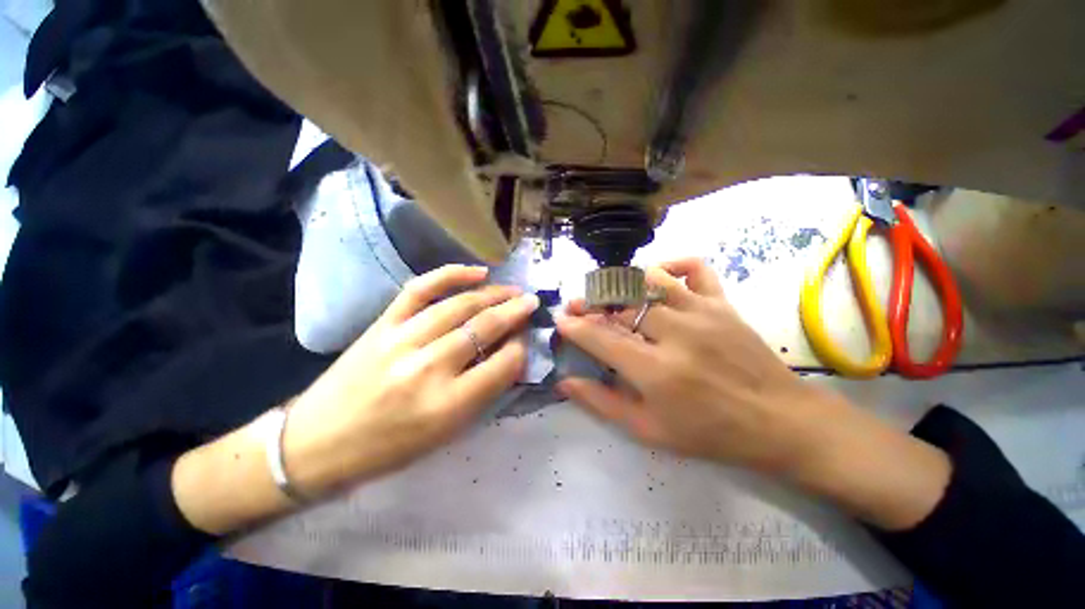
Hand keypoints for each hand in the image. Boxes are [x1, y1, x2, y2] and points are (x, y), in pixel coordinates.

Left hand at [284, 264, 538, 496]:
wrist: (316, 443)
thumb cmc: (388, 449)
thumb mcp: (446, 433)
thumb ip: (482, 393)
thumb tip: (508, 356)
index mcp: (446, 405)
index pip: (503, 365)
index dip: (520, 349)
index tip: (525, 341)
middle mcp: (428, 367)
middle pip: (484, 328)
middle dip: (516, 312)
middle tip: (532, 303)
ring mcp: (402, 339)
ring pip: (460, 305)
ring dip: (494, 294)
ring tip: (513, 291)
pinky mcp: (383, 324)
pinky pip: (421, 289)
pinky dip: (452, 275)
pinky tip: (477, 272)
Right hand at [556, 258, 843, 473]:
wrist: (780, 422)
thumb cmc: (709, 433)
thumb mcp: (649, 431)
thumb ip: (602, 403)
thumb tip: (565, 382)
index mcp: (655, 371)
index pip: (600, 338)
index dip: (574, 327)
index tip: (560, 321)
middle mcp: (676, 334)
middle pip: (620, 305)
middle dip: (591, 304)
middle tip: (578, 307)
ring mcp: (702, 312)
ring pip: (649, 280)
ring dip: (621, 284)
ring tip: (610, 295)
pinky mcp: (722, 303)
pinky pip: (694, 268)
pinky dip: (671, 265)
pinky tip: (656, 276)